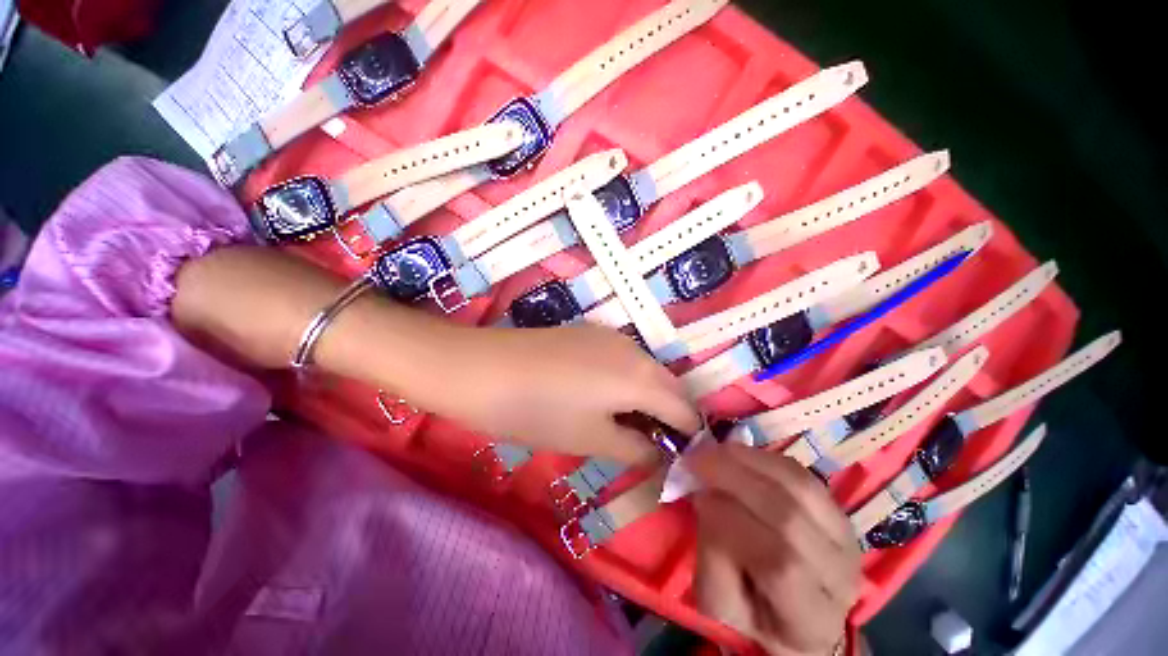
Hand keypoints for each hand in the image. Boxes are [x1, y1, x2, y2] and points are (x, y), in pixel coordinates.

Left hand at [172, 248, 698, 463]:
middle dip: (669, 416)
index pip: (683, 409)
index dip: (687, 436)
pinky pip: (624, 360)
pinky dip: (628, 381)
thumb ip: (637, 448)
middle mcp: (633, 349)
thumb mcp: (591, 438)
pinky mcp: (590, 333)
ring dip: (648, 398)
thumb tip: (662, 453)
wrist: (482, 369)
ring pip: (646, 371)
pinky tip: (605, 397)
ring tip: (628, 425)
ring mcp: (611, 336)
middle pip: (669, 386)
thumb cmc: (537, 411)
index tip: (680, 458)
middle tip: (653, 446)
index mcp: (641, 376)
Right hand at [687, 443, 860, 655]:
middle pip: (790, 516)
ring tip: (715, 450)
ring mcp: (847, 541)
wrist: (797, 616)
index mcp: (810, 619)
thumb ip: (712, 556)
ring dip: (749, 460)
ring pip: (800, 487)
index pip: (779, 565)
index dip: (732, 521)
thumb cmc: (751, 614)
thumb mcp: (719, 604)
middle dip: (734, 478)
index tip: (696, 495)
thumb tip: (706, 497)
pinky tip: (739, 453)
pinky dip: (765, 458)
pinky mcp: (840, 513)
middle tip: (697, 458)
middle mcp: (840, 578)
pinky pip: (803, 475)